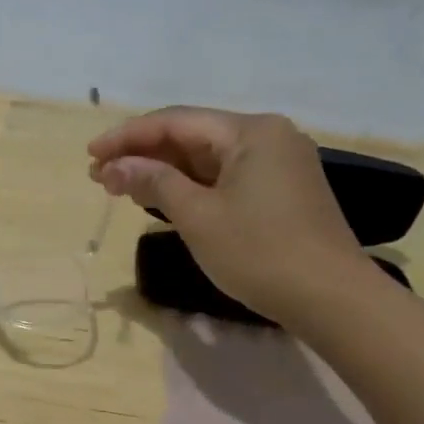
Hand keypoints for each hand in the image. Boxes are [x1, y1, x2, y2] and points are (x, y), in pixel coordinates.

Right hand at [88, 107, 370, 326]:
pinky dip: (189, 186)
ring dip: (163, 171)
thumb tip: (113, 167)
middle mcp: (267, 137)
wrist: (333, 300)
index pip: (175, 122)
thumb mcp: (198, 216)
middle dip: (142, 155)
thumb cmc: (260, 253)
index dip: (127, 137)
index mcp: (250, 132)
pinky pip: (224, 177)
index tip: (90, 154)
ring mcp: (278, 164)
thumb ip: (153, 182)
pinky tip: (160, 197)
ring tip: (120, 186)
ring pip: (206, 159)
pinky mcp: (280, 191)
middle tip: (99, 175)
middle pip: (191, 136)